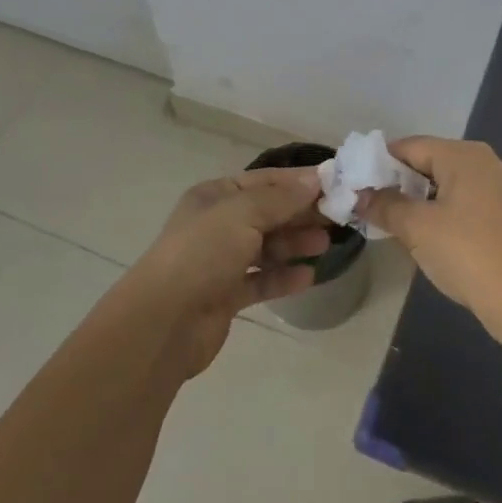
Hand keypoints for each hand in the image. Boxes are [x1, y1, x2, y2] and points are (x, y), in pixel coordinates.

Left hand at [123, 167, 326, 375]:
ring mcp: (220, 261)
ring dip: (295, 244)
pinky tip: (308, 277)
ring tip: (325, 245)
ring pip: (266, 247)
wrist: (164, 321)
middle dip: (301, 214)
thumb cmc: (203, 253)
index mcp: (215, 196)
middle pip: (268, 213)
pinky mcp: (226, 295)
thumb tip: (314, 180)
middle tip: (337, 217)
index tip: (335, 184)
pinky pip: (261, 280)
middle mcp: (217, 225)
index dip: (299, 181)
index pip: (264, 180)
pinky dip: (283, 277)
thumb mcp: (243, 214)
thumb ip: (281, 198)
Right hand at [358, 137, 501, 348]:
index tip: (356, 183)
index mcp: (464, 155)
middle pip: (430, 160)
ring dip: (418, 196)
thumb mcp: (416, 228)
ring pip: (446, 180)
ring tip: (392, 217)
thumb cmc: (465, 253)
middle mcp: (485, 160)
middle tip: (370, 202)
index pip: (410, 147)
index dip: (379, 163)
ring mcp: (499, 185)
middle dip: (399, 180)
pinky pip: (463, 197)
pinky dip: (441, 206)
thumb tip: (359, 196)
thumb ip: (384, 205)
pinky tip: (424, 228)